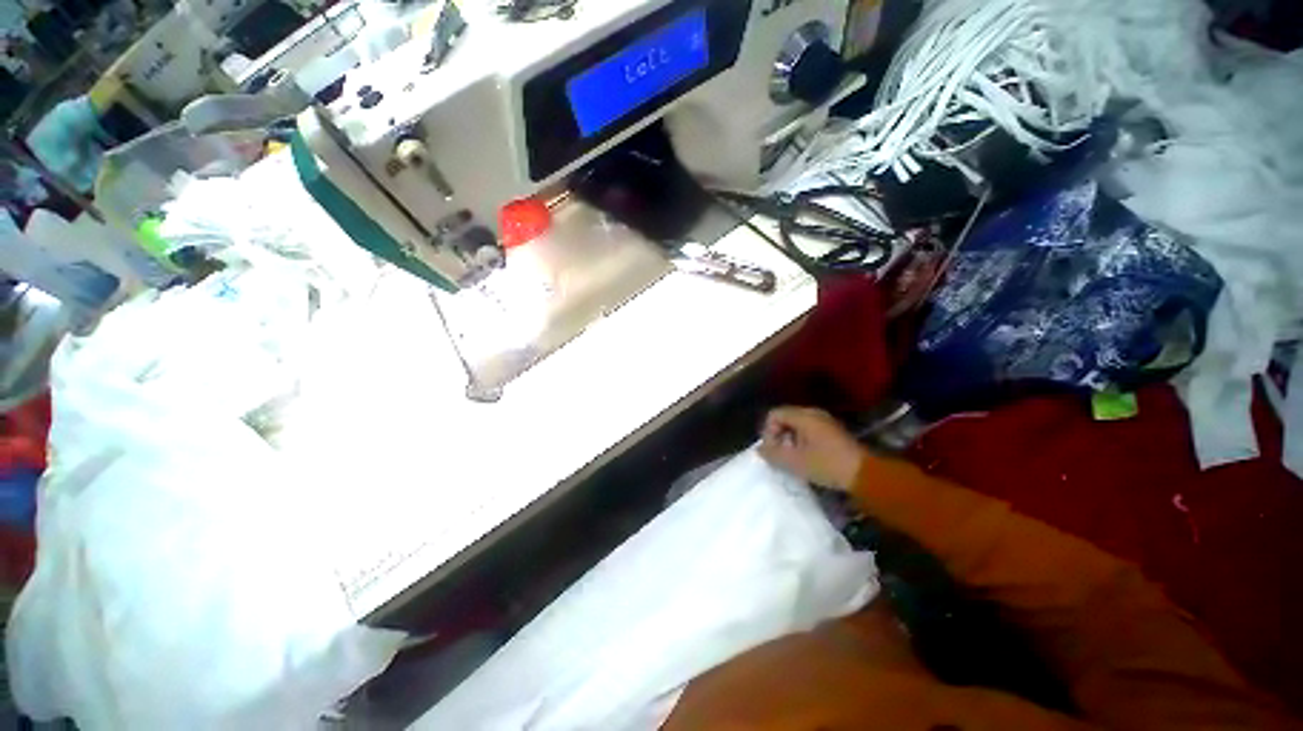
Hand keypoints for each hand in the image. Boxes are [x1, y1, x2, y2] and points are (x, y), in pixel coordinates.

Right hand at [759, 407, 864, 491]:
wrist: (865, 475)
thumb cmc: (827, 465)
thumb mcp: (795, 462)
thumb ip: (773, 454)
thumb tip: (759, 450)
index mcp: (803, 416)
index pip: (774, 414)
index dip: (768, 431)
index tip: (772, 450)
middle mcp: (813, 413)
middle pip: (784, 418)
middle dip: (778, 436)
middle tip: (780, 456)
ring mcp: (824, 421)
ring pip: (796, 425)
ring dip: (789, 441)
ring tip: (792, 459)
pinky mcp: (831, 432)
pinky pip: (807, 431)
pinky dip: (801, 442)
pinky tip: (805, 458)